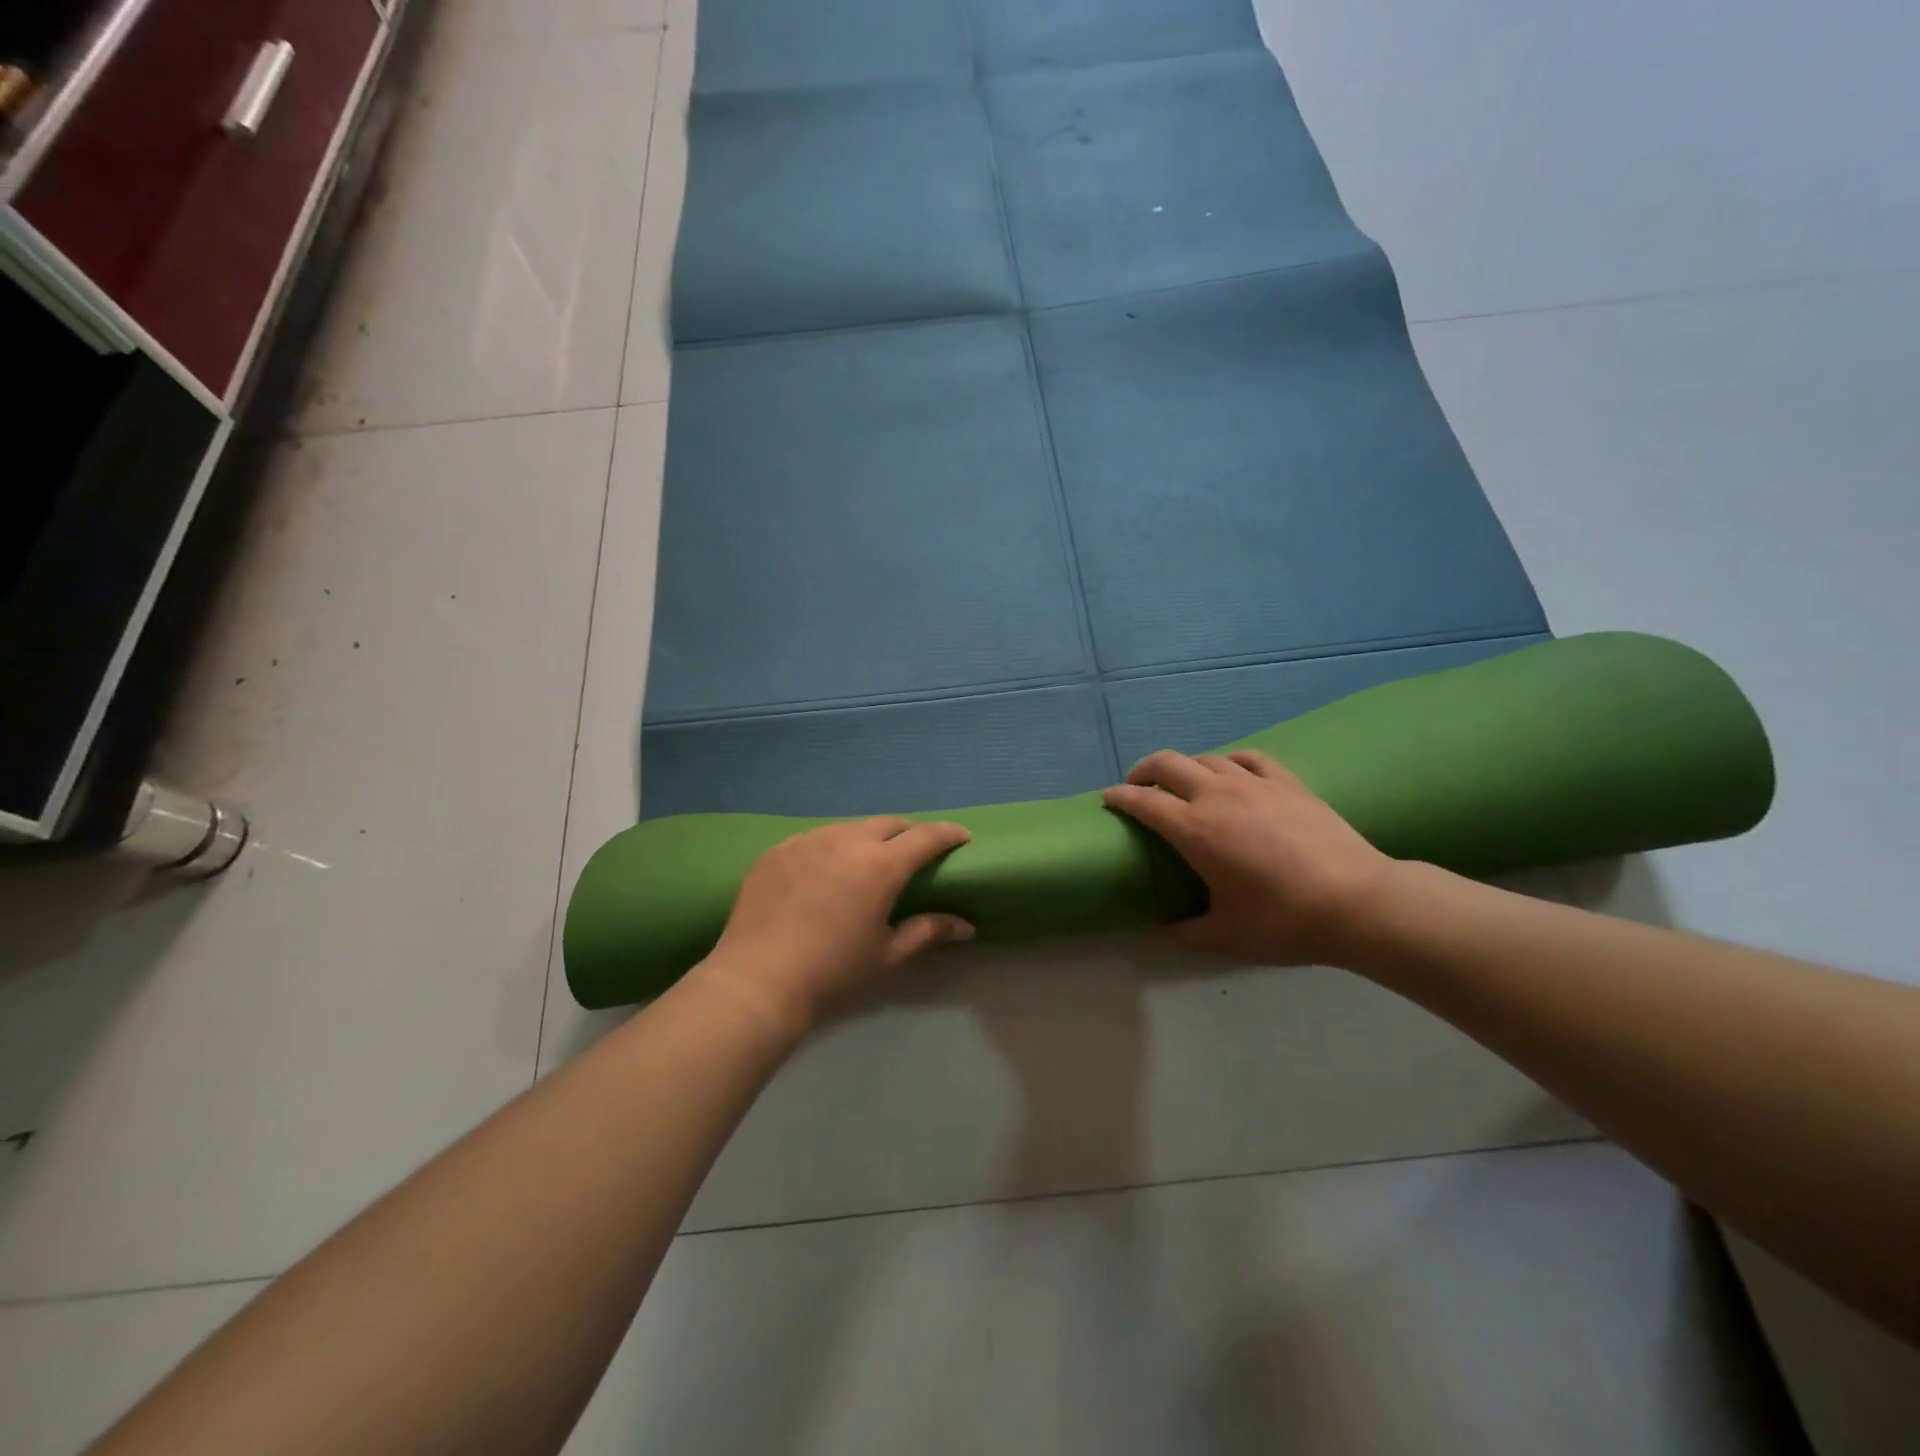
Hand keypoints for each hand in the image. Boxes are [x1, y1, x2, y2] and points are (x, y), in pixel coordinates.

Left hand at [696, 817, 973, 1033]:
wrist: (756, 981)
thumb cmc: (832, 974)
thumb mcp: (887, 958)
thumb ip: (927, 933)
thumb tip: (966, 925)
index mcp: (880, 865)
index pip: (925, 836)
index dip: (947, 834)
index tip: (961, 837)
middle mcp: (845, 841)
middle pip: (887, 823)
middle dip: (907, 834)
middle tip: (912, 857)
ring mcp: (806, 841)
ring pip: (848, 827)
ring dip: (866, 839)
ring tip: (863, 865)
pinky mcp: (776, 851)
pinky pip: (813, 839)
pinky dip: (828, 849)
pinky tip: (821, 875)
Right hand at [1104, 750, 1396, 966]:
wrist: (1359, 902)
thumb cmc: (1285, 921)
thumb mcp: (1228, 937)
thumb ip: (1189, 932)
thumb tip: (1169, 928)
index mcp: (1194, 830)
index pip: (1143, 801)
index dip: (1120, 797)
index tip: (1108, 799)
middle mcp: (1217, 796)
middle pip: (1168, 763)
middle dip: (1144, 769)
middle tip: (1138, 785)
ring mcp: (1255, 784)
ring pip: (1207, 758)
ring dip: (1185, 766)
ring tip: (1182, 782)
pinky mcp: (1287, 782)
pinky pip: (1248, 759)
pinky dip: (1229, 762)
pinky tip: (1231, 772)